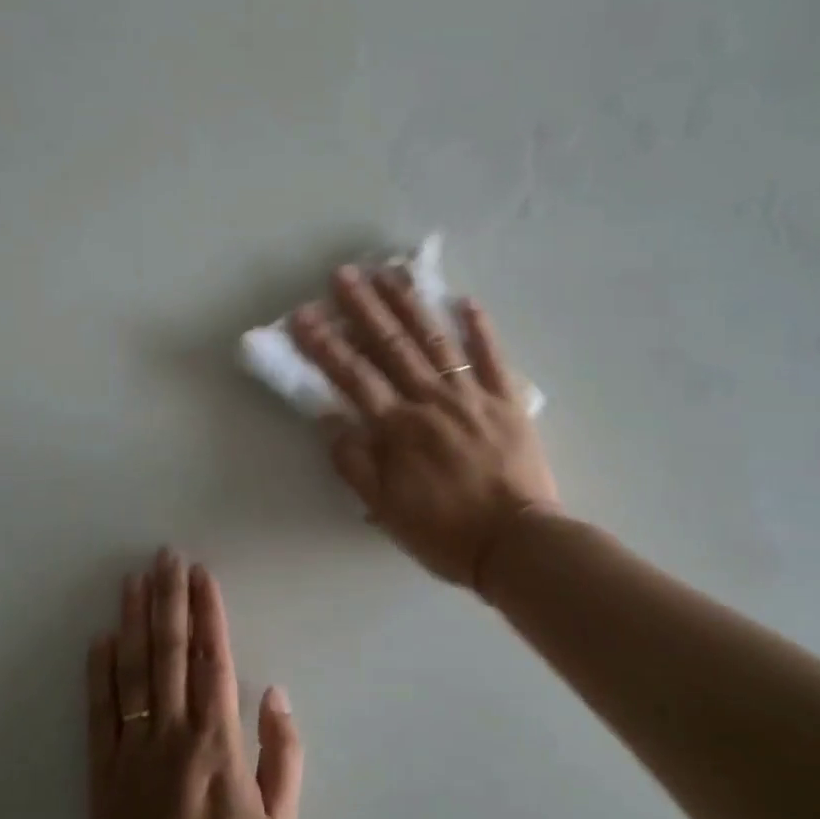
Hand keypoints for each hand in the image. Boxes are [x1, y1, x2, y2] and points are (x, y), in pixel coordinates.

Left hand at [87, 550, 302, 818]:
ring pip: (133, 673)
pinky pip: (99, 715)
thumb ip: (283, 753)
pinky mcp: (102, 776)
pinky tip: (100, 639)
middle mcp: (172, 736)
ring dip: (134, 622)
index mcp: (218, 743)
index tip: (201, 573)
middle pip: (171, 654)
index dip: (208, 613)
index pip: (213, 660)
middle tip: (165, 556)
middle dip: (170, 600)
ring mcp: (132, 754)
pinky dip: (99, 673)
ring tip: (133, 580)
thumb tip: (274, 692)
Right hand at [290, 264, 559, 590]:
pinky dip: (481, 328)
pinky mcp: (508, 402)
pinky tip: (466, 301)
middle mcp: (431, 401)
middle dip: (364, 308)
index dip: (325, 345)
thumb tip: (330, 421)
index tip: (303, 315)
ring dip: (411, 306)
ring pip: (436, 341)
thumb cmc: (445, 533)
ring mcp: (472, 396)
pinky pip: (494, 358)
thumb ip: (355, 464)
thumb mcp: (386, 509)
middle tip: (344, 274)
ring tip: (391, 273)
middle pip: (392, 346)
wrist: (516, 545)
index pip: (353, 377)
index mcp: (398, 428)